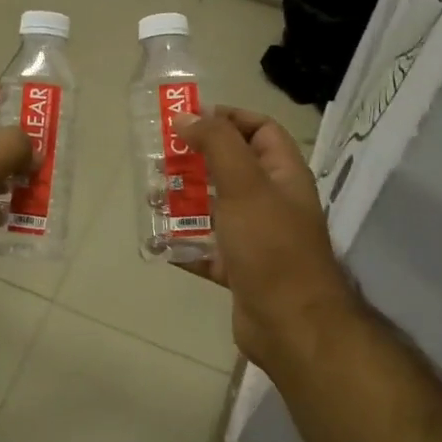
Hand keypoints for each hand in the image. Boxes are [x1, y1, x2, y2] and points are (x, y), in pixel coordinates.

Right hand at [177, 108, 357, 375]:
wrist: (291, 324)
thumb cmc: (271, 246)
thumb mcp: (244, 185)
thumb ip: (217, 144)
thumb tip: (188, 117)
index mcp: (282, 175)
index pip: (260, 129)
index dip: (228, 118)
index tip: (189, 120)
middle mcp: (271, 202)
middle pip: (230, 168)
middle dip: (194, 161)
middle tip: (159, 160)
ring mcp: (255, 237)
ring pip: (214, 208)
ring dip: (183, 202)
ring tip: (151, 199)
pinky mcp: (239, 269)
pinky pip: (206, 248)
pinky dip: (183, 244)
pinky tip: (158, 243)